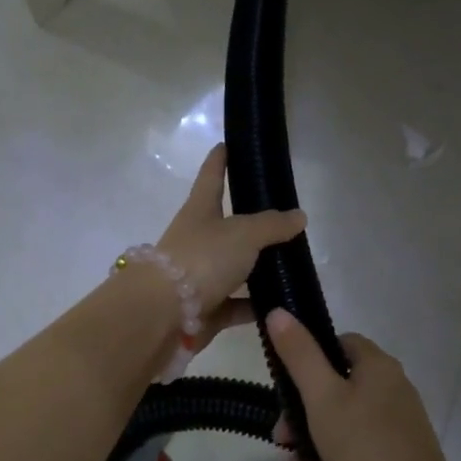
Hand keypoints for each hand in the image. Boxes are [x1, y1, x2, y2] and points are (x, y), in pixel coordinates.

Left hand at [155, 144, 304, 344]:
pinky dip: (256, 305)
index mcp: (200, 211)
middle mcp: (197, 240)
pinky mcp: (205, 309)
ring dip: (259, 268)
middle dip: (252, 222)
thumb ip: (272, 225)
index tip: (226, 144)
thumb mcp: (243, 234)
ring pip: (235, 267)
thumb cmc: (201, 259)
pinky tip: (282, 305)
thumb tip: (299, 216)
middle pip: (227, 226)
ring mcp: (199, 276)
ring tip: (293, 265)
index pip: (211, 177)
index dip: (219, 160)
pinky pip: (237, 304)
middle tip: (285, 218)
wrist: (162, 315)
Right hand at [265, 311, 451, 460]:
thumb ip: (299, 355)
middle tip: (280, 436)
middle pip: (336, 385)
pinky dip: (332, 456)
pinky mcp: (398, 453)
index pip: (339, 343)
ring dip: (311, 437)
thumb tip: (279, 311)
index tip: (286, 384)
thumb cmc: (363, 443)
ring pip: (343, 418)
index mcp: (378, 365)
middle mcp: (392, 386)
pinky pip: (357, 444)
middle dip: (301, 410)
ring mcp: (398, 422)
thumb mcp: (321, 397)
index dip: (309, 358)